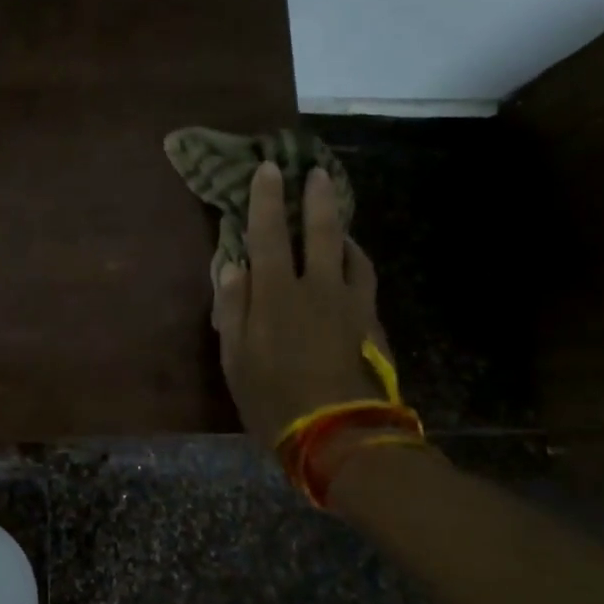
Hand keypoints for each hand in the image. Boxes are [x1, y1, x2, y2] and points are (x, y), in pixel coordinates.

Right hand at [213, 162, 391, 448]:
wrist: (337, 434)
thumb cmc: (272, 397)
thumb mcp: (235, 358)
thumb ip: (233, 308)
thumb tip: (232, 266)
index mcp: (276, 294)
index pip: (268, 234)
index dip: (266, 199)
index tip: (268, 169)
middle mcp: (317, 288)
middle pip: (321, 232)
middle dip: (318, 198)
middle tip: (317, 173)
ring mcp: (350, 304)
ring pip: (351, 253)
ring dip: (343, 230)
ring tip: (338, 218)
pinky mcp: (371, 323)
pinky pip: (364, 280)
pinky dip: (356, 262)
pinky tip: (353, 264)